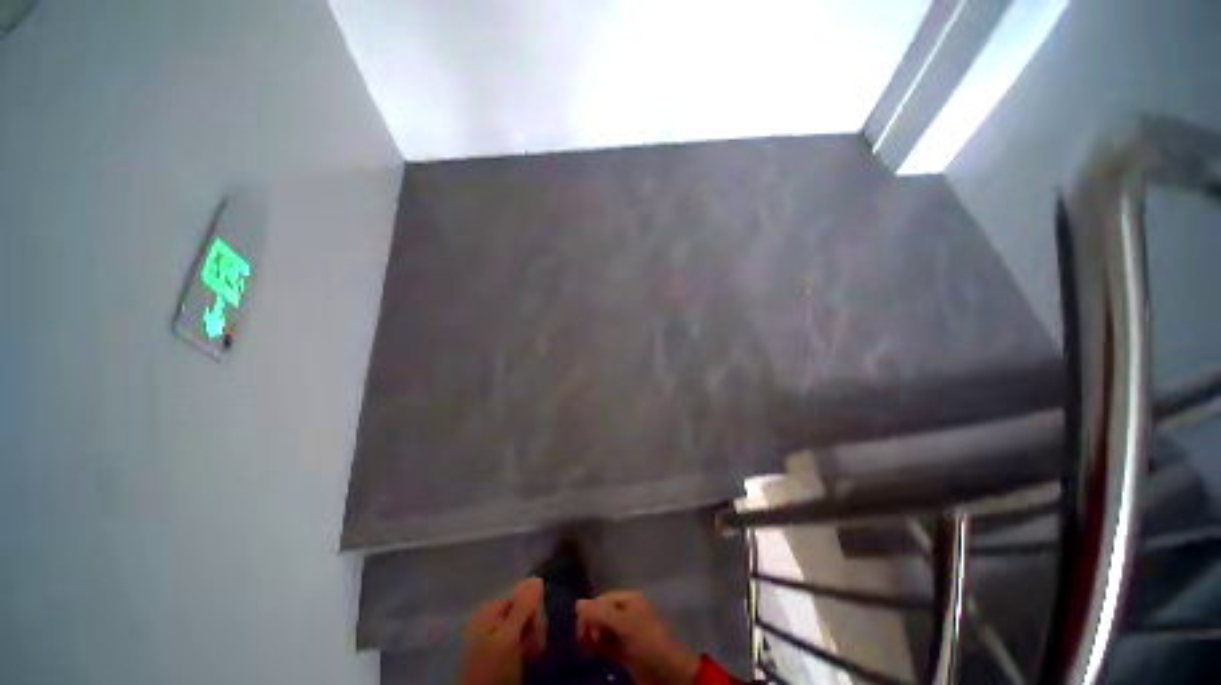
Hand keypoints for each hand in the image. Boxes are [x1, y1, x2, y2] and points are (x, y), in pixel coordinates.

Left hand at [458, 577, 546, 684]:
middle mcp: (491, 615)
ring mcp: (493, 633)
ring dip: (532, 638)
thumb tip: (536, 578)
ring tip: (529, 655)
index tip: (538, 632)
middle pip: (524, 608)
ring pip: (523, 624)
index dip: (535, 611)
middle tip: (533, 647)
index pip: (524, 594)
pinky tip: (525, 658)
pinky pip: (518, 638)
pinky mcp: (497, 649)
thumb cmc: (491, 669)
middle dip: (533, 625)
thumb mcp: (508, 637)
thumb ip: (522, 607)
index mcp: (490, 607)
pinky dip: (525, 647)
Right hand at [576, 590, 700, 684]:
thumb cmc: (646, 641)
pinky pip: (606, 645)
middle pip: (601, 613)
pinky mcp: (624, 651)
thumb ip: (601, 613)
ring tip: (587, 648)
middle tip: (585, 640)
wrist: (667, 673)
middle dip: (590, 624)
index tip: (584, 628)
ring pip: (602, 630)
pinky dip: (596, 647)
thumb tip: (578, 603)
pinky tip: (591, 652)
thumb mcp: (624, 624)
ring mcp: (625, 633)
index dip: (591, 611)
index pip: (603, 599)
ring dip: (591, 636)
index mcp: (630, 600)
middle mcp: (626, 613)